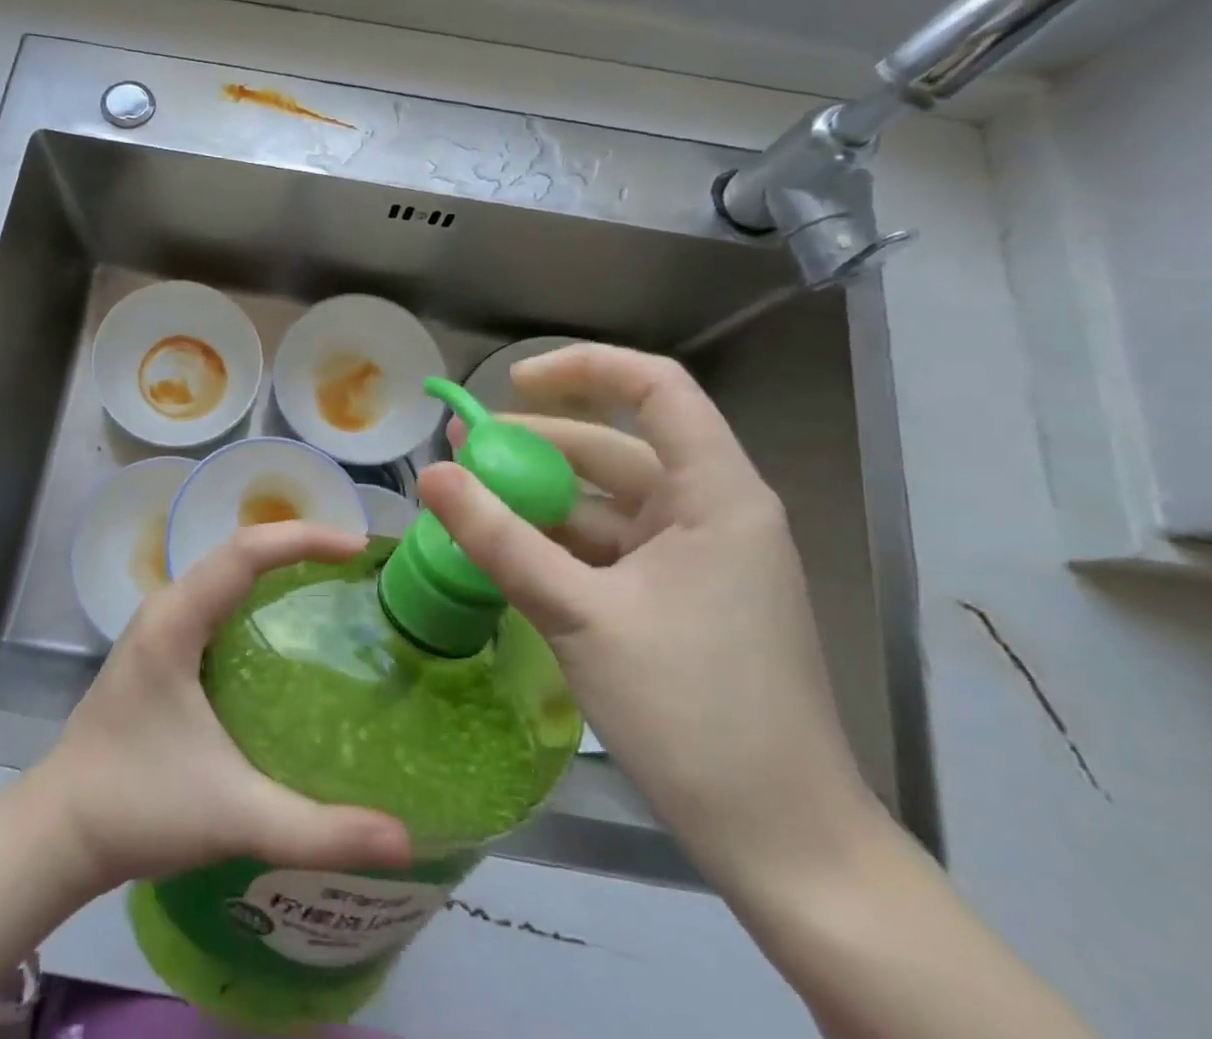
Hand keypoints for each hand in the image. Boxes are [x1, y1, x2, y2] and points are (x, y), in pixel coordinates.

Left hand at [21, 521, 411, 895]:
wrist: (58, 831)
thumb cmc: (138, 809)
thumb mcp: (234, 817)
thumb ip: (318, 831)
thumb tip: (404, 843)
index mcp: (176, 621)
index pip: (245, 552)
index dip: (303, 538)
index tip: (358, 548)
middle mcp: (166, 607)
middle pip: (238, 550)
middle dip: (299, 545)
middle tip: (358, 564)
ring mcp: (159, 624)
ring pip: (226, 570)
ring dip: (277, 564)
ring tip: (335, 580)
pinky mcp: (160, 645)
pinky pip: (217, 596)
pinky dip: (257, 591)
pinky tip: (287, 624)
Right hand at [418, 344, 879, 890]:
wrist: (784, 846)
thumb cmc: (694, 715)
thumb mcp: (581, 617)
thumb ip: (500, 540)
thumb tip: (430, 475)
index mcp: (716, 495)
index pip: (656, 388)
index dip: (583, 368)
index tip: (512, 385)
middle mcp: (711, 512)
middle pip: (615, 448)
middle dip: (534, 444)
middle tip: (460, 451)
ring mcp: (696, 558)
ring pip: (605, 502)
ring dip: (538, 499)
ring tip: (468, 500)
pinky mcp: (679, 598)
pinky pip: (608, 548)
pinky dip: (556, 543)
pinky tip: (505, 552)